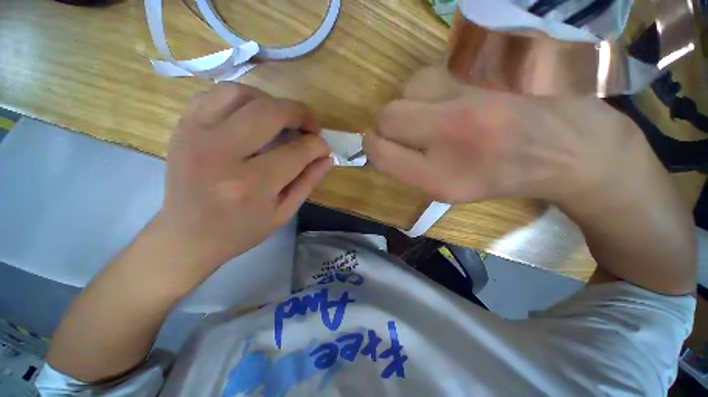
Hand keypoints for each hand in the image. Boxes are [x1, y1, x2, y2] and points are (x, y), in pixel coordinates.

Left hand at [157, 83, 331, 283]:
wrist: (187, 236)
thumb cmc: (241, 230)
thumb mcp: (284, 212)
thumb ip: (308, 181)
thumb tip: (327, 156)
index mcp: (251, 184)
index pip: (297, 151)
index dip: (318, 145)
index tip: (323, 148)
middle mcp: (221, 153)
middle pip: (270, 112)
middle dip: (300, 113)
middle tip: (309, 126)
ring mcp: (195, 134)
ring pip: (242, 94)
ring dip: (271, 102)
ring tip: (282, 119)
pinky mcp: (183, 127)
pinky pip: (216, 94)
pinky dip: (242, 98)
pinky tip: (253, 116)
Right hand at [363, 66, 647, 203]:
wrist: (559, 148)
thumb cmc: (494, 177)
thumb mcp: (445, 190)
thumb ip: (405, 170)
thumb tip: (378, 146)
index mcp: (439, 177)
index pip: (382, 152)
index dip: (372, 147)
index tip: (376, 145)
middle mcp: (450, 134)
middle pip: (388, 116)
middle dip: (386, 127)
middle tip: (403, 135)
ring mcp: (468, 98)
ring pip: (405, 90)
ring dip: (406, 106)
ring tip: (426, 118)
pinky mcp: (484, 74)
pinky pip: (429, 75)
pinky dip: (423, 91)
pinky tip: (441, 102)